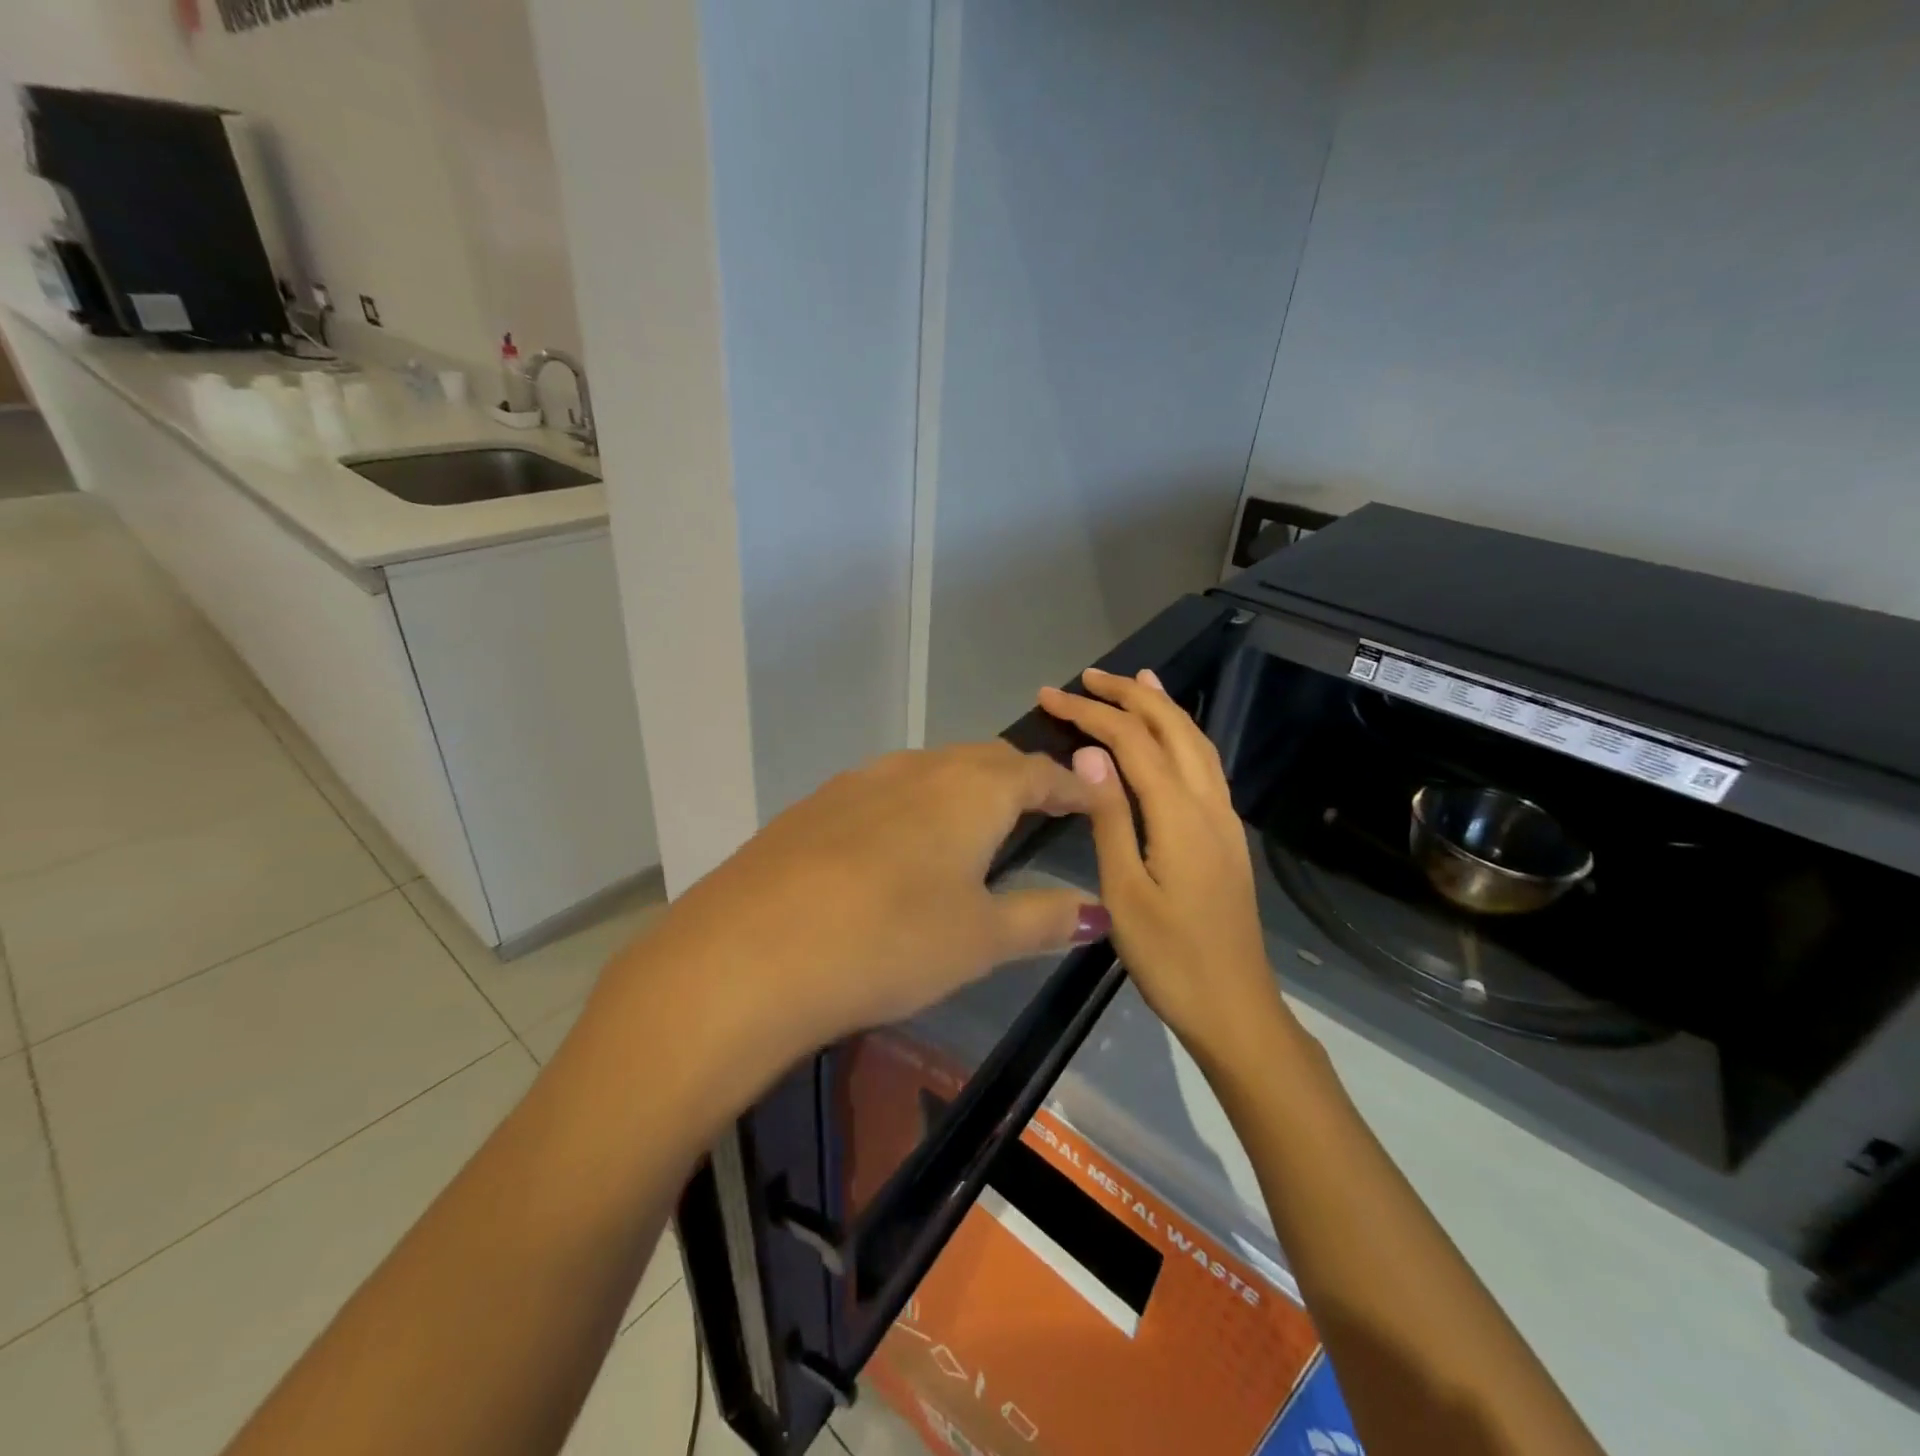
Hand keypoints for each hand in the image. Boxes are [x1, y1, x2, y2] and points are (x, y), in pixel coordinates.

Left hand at [657, 743, 1108, 1056]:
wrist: (753, 950)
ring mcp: (860, 780)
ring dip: (962, 788)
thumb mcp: (981, 939)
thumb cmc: (891, 940)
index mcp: (971, 790)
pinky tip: (896, 845)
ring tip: (972, 824)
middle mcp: (919, 767)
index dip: (1070, 786)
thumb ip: (1043, 918)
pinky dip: (912, 805)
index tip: (1093, 798)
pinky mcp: (816, 802)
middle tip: (1039, 808)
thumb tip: (1098, 910)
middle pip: (984, 761)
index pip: (1038, 773)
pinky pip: (883, 790)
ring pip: (930, 770)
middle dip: (1019, 779)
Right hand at [1038, 668, 1285, 1061]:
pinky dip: (1181, 734)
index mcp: (1179, 815)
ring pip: (1195, 741)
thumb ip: (1109, 817)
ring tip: (1133, 681)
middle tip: (1088, 677)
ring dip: (1161, 706)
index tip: (1049, 697)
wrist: (1235, 1008)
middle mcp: (1208, 803)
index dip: (1090, 713)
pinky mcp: (1226, 834)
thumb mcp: (1124, 892)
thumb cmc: (1170, 958)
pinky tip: (1168, 737)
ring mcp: (1224, 818)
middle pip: (1172, 727)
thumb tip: (1090, 752)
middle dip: (1130, 694)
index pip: (1131, 741)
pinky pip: (1204, 764)